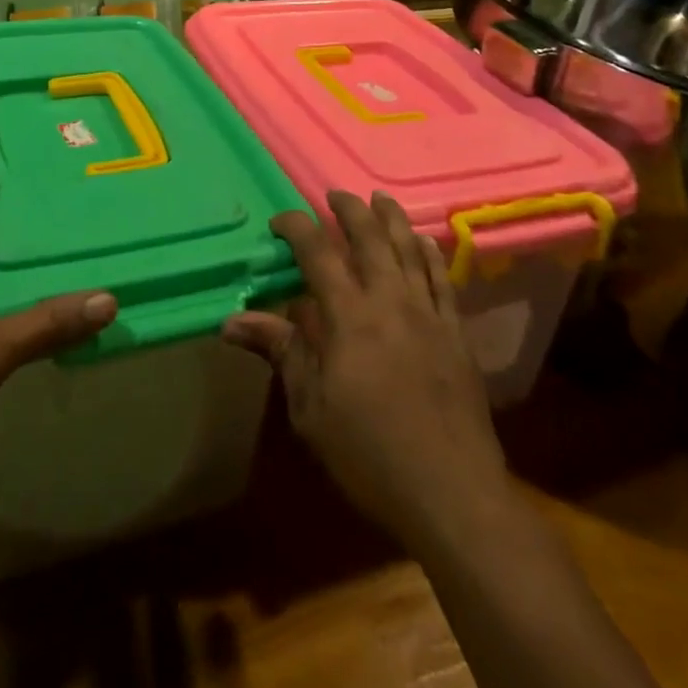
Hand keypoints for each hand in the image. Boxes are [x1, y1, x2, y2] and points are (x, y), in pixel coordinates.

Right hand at [224, 191, 508, 547]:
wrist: (452, 492)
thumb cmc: (369, 453)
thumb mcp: (311, 408)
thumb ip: (280, 351)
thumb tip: (231, 321)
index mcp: (350, 315)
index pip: (318, 252)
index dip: (296, 227)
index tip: (279, 221)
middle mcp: (390, 300)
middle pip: (370, 237)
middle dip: (350, 209)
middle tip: (334, 195)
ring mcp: (428, 312)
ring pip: (409, 248)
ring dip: (392, 218)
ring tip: (379, 198)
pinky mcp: (456, 332)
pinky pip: (442, 278)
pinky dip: (429, 253)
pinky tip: (424, 241)